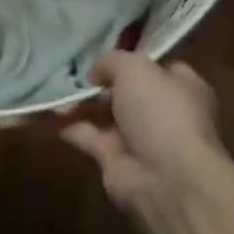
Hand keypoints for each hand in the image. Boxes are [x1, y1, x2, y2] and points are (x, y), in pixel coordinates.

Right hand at [61, 51, 228, 219]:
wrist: (165, 177)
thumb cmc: (160, 112)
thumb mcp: (136, 68)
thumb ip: (112, 61)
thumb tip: (96, 73)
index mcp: (181, 87)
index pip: (156, 69)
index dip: (131, 61)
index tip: (104, 56)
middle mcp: (162, 112)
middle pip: (126, 92)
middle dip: (100, 84)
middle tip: (73, 74)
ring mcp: (138, 138)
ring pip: (105, 114)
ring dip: (81, 104)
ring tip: (55, 93)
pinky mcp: (115, 160)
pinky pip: (89, 137)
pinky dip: (71, 126)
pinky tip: (52, 114)